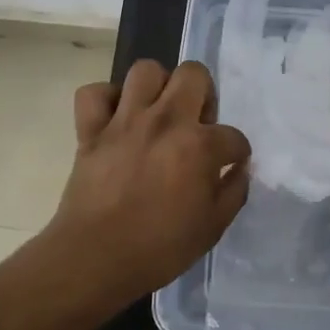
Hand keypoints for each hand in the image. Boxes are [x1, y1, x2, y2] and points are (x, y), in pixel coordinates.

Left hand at [50, 59, 250, 300]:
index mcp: (200, 146)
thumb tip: (239, 169)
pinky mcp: (90, 130)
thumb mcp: (212, 227)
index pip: (233, 136)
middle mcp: (165, 121)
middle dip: (204, 93)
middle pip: (193, 74)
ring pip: (145, 70)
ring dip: (157, 86)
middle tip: (197, 123)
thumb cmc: (159, 248)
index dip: (236, 152)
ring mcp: (125, 121)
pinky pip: (93, 93)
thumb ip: (233, 192)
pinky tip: (117, 118)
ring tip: (158, 111)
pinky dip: (106, 100)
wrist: (95, 260)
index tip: (230, 165)